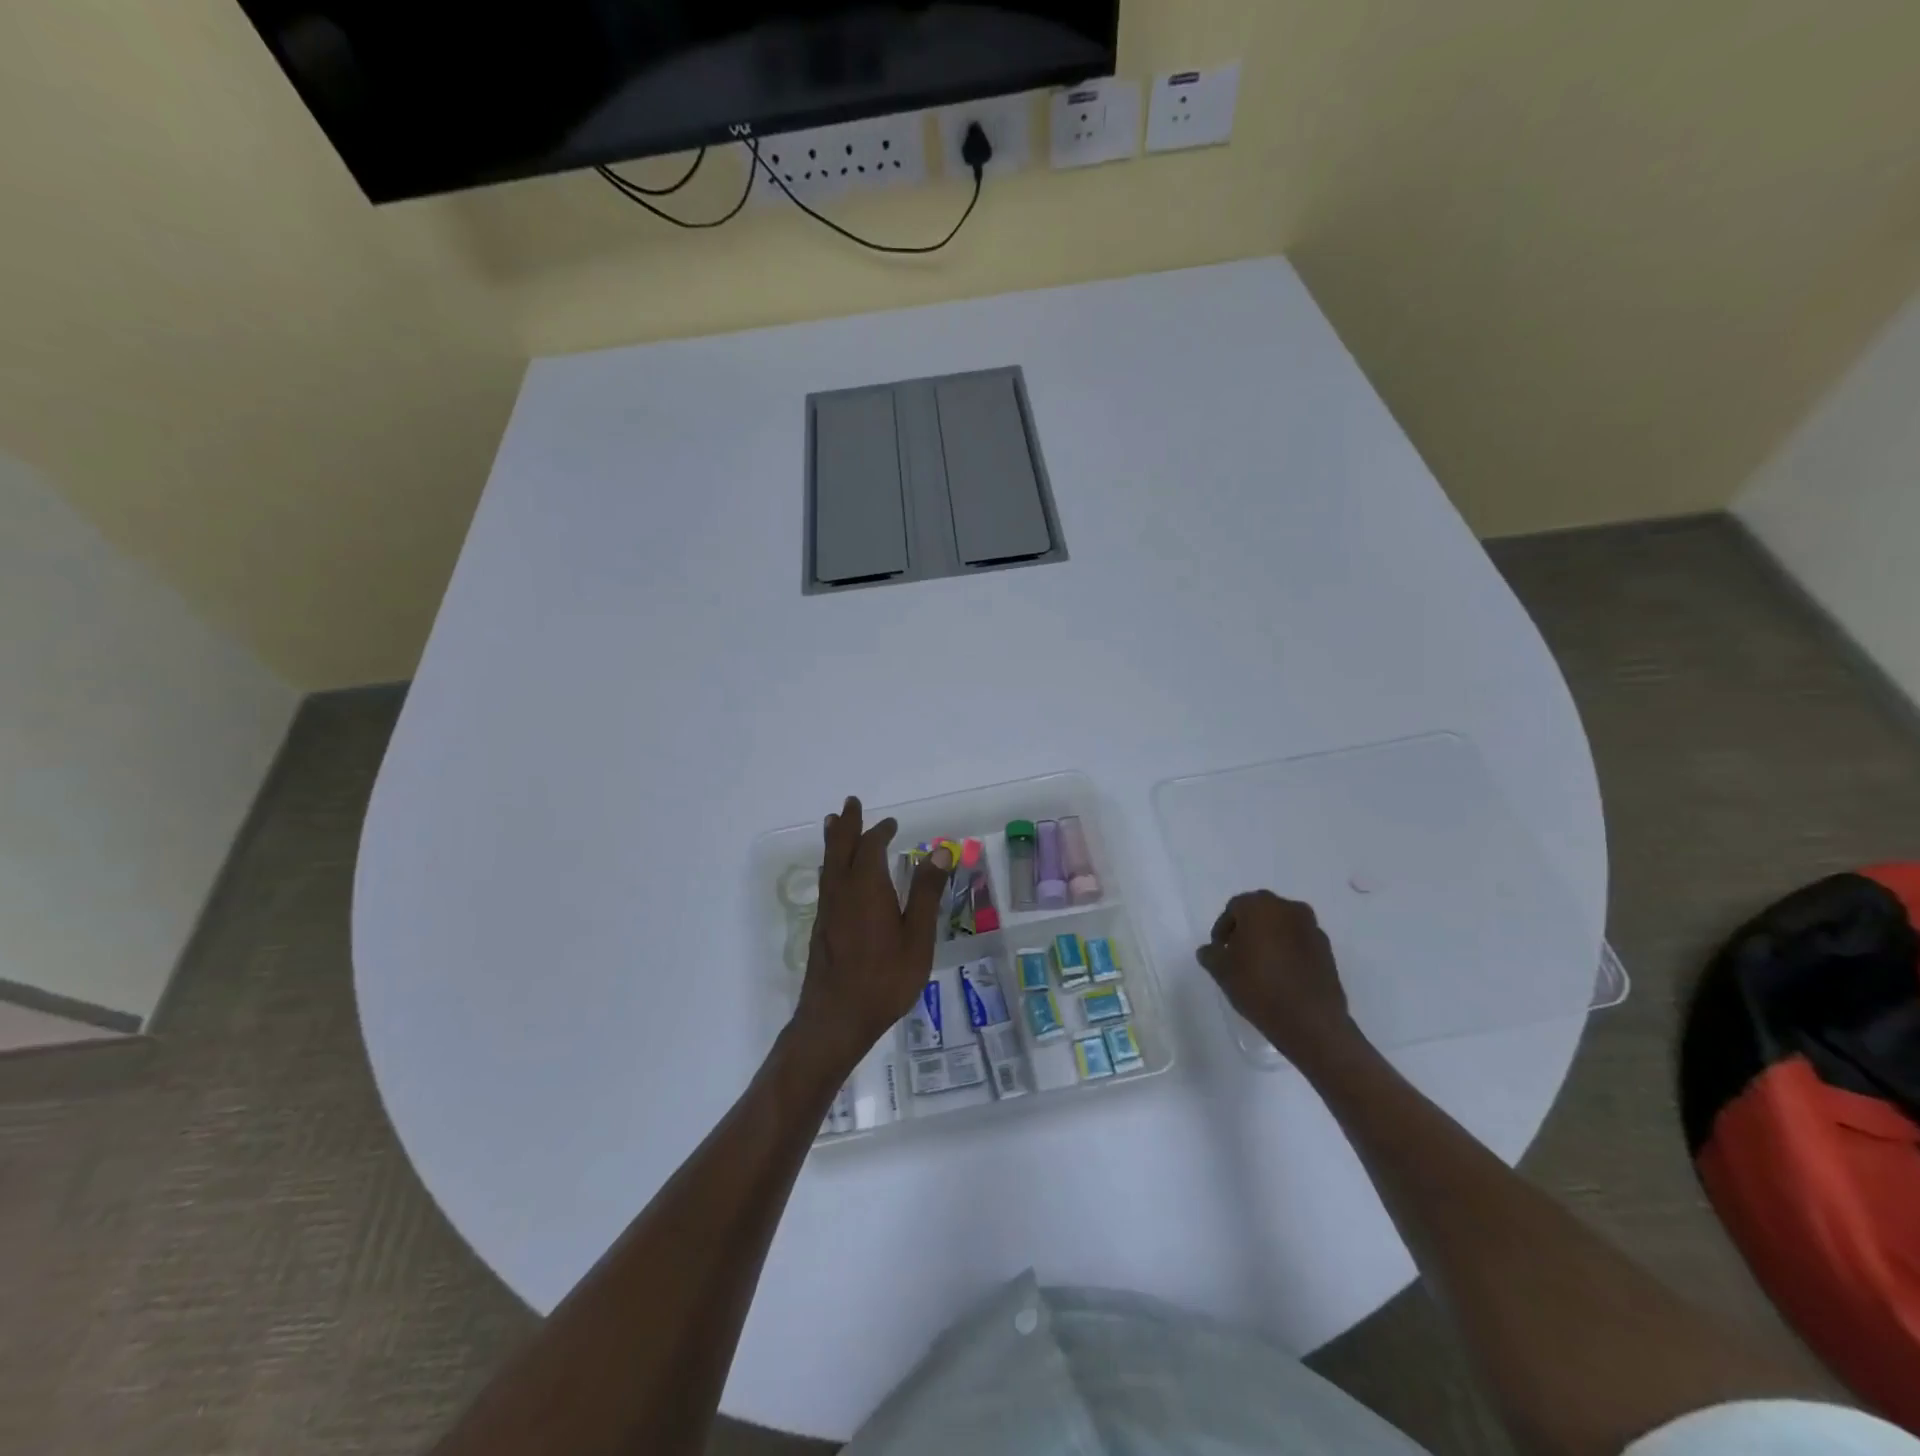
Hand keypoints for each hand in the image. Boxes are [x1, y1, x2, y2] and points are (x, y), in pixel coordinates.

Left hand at [790, 796, 952, 1074]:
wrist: (836, 1019)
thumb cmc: (885, 978)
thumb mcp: (917, 937)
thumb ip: (927, 892)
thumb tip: (940, 850)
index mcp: (867, 888)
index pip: (871, 847)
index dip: (880, 831)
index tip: (891, 823)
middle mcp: (842, 891)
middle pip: (841, 848)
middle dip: (847, 824)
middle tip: (850, 803)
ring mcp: (828, 910)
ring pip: (829, 864)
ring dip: (834, 841)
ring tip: (834, 824)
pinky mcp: (821, 928)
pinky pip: (826, 883)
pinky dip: (832, 865)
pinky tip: (834, 874)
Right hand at [1197, 892, 1364, 1068]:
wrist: (1311, 1021)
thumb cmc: (1259, 986)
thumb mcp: (1221, 971)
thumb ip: (1210, 954)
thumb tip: (1210, 951)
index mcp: (1260, 906)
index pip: (1234, 908)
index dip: (1222, 929)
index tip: (1219, 951)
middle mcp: (1289, 908)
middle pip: (1260, 913)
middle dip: (1247, 931)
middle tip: (1236, 955)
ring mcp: (1312, 929)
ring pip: (1282, 927)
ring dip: (1269, 940)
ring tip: (1260, 967)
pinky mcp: (1327, 951)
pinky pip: (1299, 944)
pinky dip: (1288, 953)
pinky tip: (1281, 976)